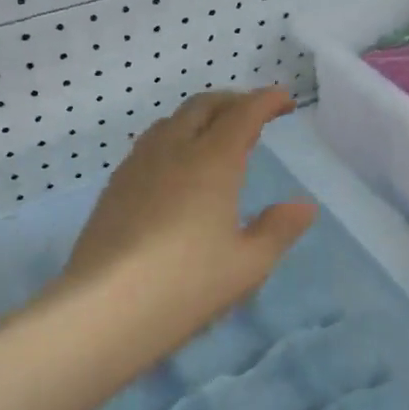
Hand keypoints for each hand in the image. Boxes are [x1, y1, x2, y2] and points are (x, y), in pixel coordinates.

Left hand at [62, 89, 316, 351]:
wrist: (105, 308)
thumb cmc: (187, 284)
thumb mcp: (248, 264)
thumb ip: (278, 229)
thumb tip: (304, 206)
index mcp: (212, 161)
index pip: (243, 114)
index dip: (266, 101)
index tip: (284, 101)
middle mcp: (172, 151)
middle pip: (203, 107)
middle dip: (232, 102)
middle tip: (253, 114)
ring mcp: (137, 167)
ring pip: (170, 123)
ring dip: (199, 118)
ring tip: (214, 137)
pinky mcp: (113, 189)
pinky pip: (149, 146)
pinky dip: (173, 140)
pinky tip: (175, 170)